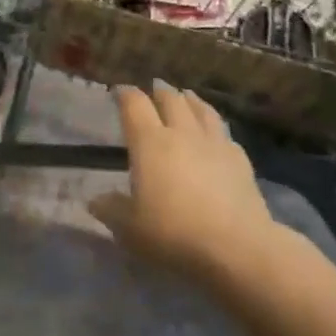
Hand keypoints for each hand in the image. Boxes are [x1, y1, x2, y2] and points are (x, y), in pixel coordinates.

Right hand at [89, 80, 287, 281]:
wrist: (237, 247)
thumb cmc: (174, 233)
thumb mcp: (130, 228)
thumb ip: (111, 210)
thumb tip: (95, 200)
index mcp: (150, 142)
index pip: (134, 104)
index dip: (125, 94)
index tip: (118, 91)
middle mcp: (181, 133)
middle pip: (170, 99)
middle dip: (160, 91)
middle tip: (154, 88)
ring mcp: (214, 144)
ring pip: (201, 109)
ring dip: (190, 100)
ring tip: (186, 96)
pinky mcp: (240, 160)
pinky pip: (225, 134)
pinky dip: (215, 127)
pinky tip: (216, 135)